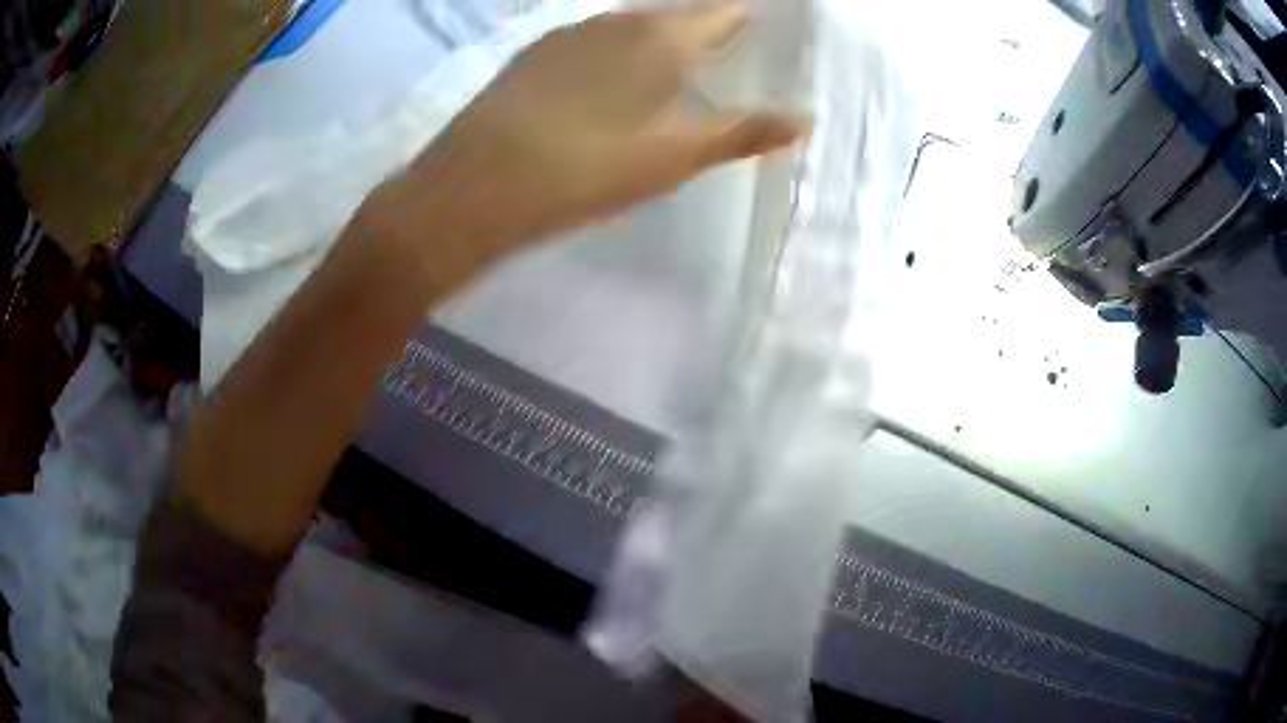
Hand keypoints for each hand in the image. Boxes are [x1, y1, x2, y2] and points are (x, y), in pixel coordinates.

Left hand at [367, 1, 804, 293]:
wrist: (476, 184)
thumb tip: (804, 117)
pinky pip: (592, 40)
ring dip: (659, 39)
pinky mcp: (535, 54)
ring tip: (676, 64)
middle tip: (728, 52)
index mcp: (661, 37)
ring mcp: (569, 33)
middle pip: (676, 15)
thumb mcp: (675, 155)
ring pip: (630, 25)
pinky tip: (611, 77)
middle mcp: (616, 21)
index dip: (745, 17)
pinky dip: (617, 50)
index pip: (722, 12)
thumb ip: (743, 131)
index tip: (763, 30)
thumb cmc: (586, 169)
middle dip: (706, 29)